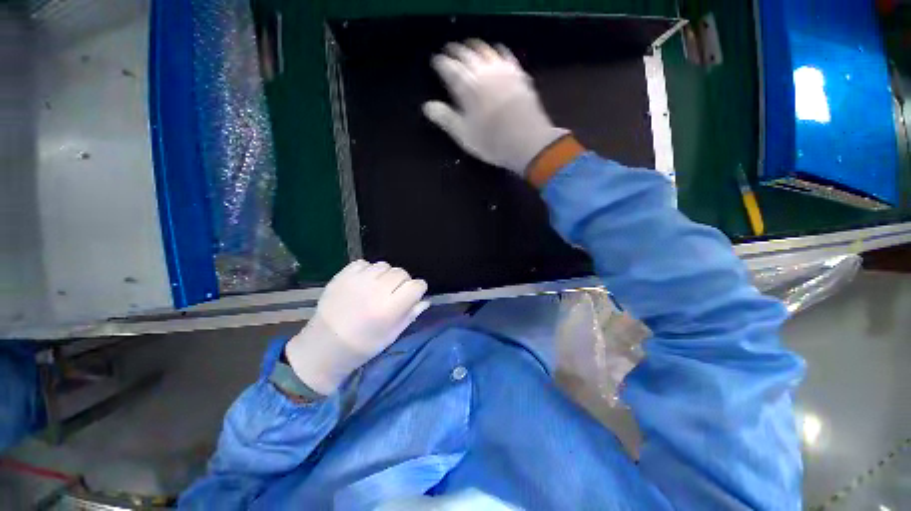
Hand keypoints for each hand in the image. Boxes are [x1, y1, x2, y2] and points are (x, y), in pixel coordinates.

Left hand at [285, 261, 429, 394]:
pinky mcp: (342, 275)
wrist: (325, 345)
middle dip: (402, 282)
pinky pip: (364, 263)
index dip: (417, 290)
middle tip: (393, 294)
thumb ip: (411, 314)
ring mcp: (357, 280)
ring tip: (377, 287)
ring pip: (385, 265)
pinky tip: (363, 283)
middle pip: (402, 272)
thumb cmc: (363, 345)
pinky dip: (368, 271)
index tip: (412, 296)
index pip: (417, 285)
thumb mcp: (392, 335)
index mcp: (390, 308)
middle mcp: (376, 290)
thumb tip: (425, 300)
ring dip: (385, 275)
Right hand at [423, 39, 567, 175]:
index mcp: (466, 87)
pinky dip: (496, 50)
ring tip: (468, 50)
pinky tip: (495, 53)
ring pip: (485, 49)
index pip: (449, 67)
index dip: (440, 63)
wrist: (527, 142)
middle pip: (466, 53)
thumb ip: (445, 118)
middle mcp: (483, 71)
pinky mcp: (518, 73)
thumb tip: (427, 107)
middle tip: (449, 54)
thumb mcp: (464, 135)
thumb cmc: (491, 142)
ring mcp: (502, 70)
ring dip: (473, 48)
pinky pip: (505, 54)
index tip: (436, 62)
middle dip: (455, 52)